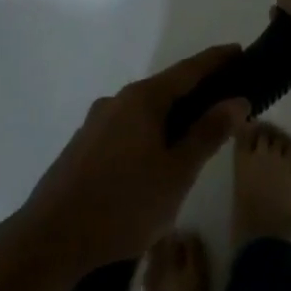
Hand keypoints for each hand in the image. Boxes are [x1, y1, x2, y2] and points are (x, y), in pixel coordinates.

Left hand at [21, 46, 247, 273]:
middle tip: (226, 100)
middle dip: (196, 91)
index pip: (189, 70)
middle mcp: (118, 101)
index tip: (240, 51)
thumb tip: (236, 100)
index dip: (217, 60)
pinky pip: (127, 128)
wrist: (50, 239)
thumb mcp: (177, 172)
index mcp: (143, 99)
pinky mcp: (83, 146)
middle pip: (166, 87)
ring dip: (172, 115)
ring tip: (194, 135)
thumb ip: (207, 133)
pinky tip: (156, 159)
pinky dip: (150, 132)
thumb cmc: (124, 204)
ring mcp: (96, 123)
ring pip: (144, 111)